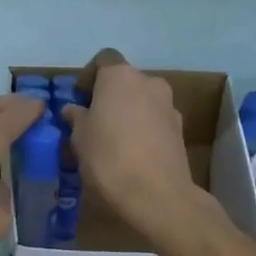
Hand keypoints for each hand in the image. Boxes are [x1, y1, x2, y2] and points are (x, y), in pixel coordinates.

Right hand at [64, 50, 206, 243]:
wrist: (158, 195)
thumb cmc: (109, 158)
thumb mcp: (79, 138)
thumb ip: (76, 117)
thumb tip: (74, 110)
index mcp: (120, 76)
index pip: (103, 60)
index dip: (90, 76)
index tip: (80, 99)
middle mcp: (148, 82)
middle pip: (125, 81)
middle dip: (110, 96)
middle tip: (94, 121)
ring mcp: (169, 106)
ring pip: (142, 101)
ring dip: (128, 113)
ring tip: (113, 141)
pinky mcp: (181, 130)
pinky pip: (155, 121)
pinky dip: (143, 129)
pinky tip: (132, 154)